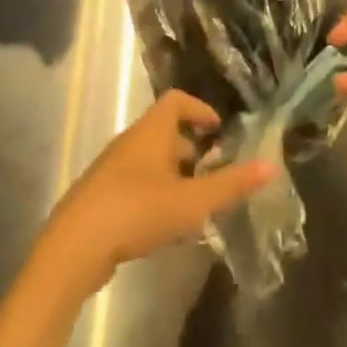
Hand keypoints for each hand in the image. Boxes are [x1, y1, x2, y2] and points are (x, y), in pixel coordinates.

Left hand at [39, 90, 274, 296]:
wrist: (75, 246)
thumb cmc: (137, 210)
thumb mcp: (191, 201)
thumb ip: (231, 185)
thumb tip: (272, 166)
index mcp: (151, 131)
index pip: (176, 100)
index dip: (199, 110)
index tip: (219, 130)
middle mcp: (131, 142)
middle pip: (165, 133)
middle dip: (192, 151)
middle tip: (215, 174)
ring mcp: (113, 170)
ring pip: (151, 163)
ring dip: (175, 178)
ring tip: (197, 206)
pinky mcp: (102, 198)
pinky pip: (137, 186)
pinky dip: (157, 197)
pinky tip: (167, 230)